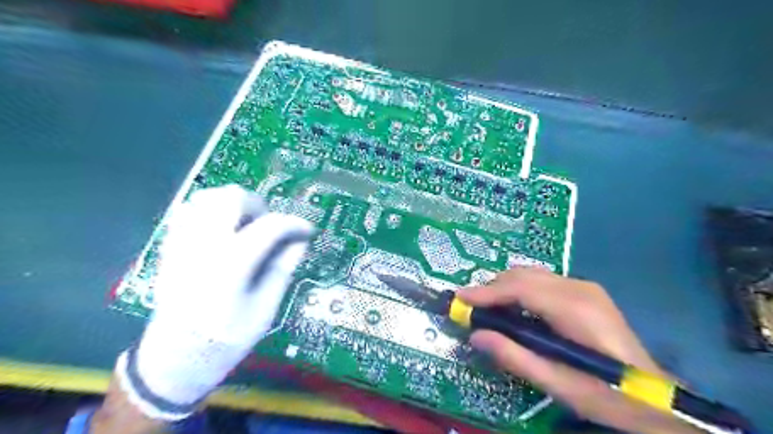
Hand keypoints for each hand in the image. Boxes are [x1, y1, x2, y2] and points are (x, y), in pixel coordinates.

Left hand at [113, 184, 311, 419]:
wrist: (175, 360)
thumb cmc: (226, 339)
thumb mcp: (265, 310)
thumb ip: (282, 270)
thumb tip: (300, 242)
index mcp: (231, 265)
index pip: (270, 226)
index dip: (294, 224)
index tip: (307, 230)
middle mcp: (204, 246)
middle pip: (233, 198)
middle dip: (259, 206)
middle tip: (269, 228)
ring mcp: (182, 244)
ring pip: (208, 198)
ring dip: (233, 205)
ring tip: (246, 227)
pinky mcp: (170, 249)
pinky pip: (189, 212)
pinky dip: (211, 212)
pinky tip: (223, 232)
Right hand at [454, 268, 698, 432]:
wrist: (654, 399)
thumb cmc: (606, 395)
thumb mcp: (557, 384)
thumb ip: (514, 356)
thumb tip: (476, 335)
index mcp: (575, 308)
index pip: (521, 288)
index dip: (487, 291)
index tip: (460, 299)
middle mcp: (579, 288)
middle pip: (524, 275)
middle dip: (492, 288)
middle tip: (471, 308)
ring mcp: (583, 287)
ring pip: (531, 275)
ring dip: (504, 288)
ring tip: (487, 309)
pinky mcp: (584, 292)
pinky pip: (541, 282)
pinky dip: (520, 291)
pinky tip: (513, 309)